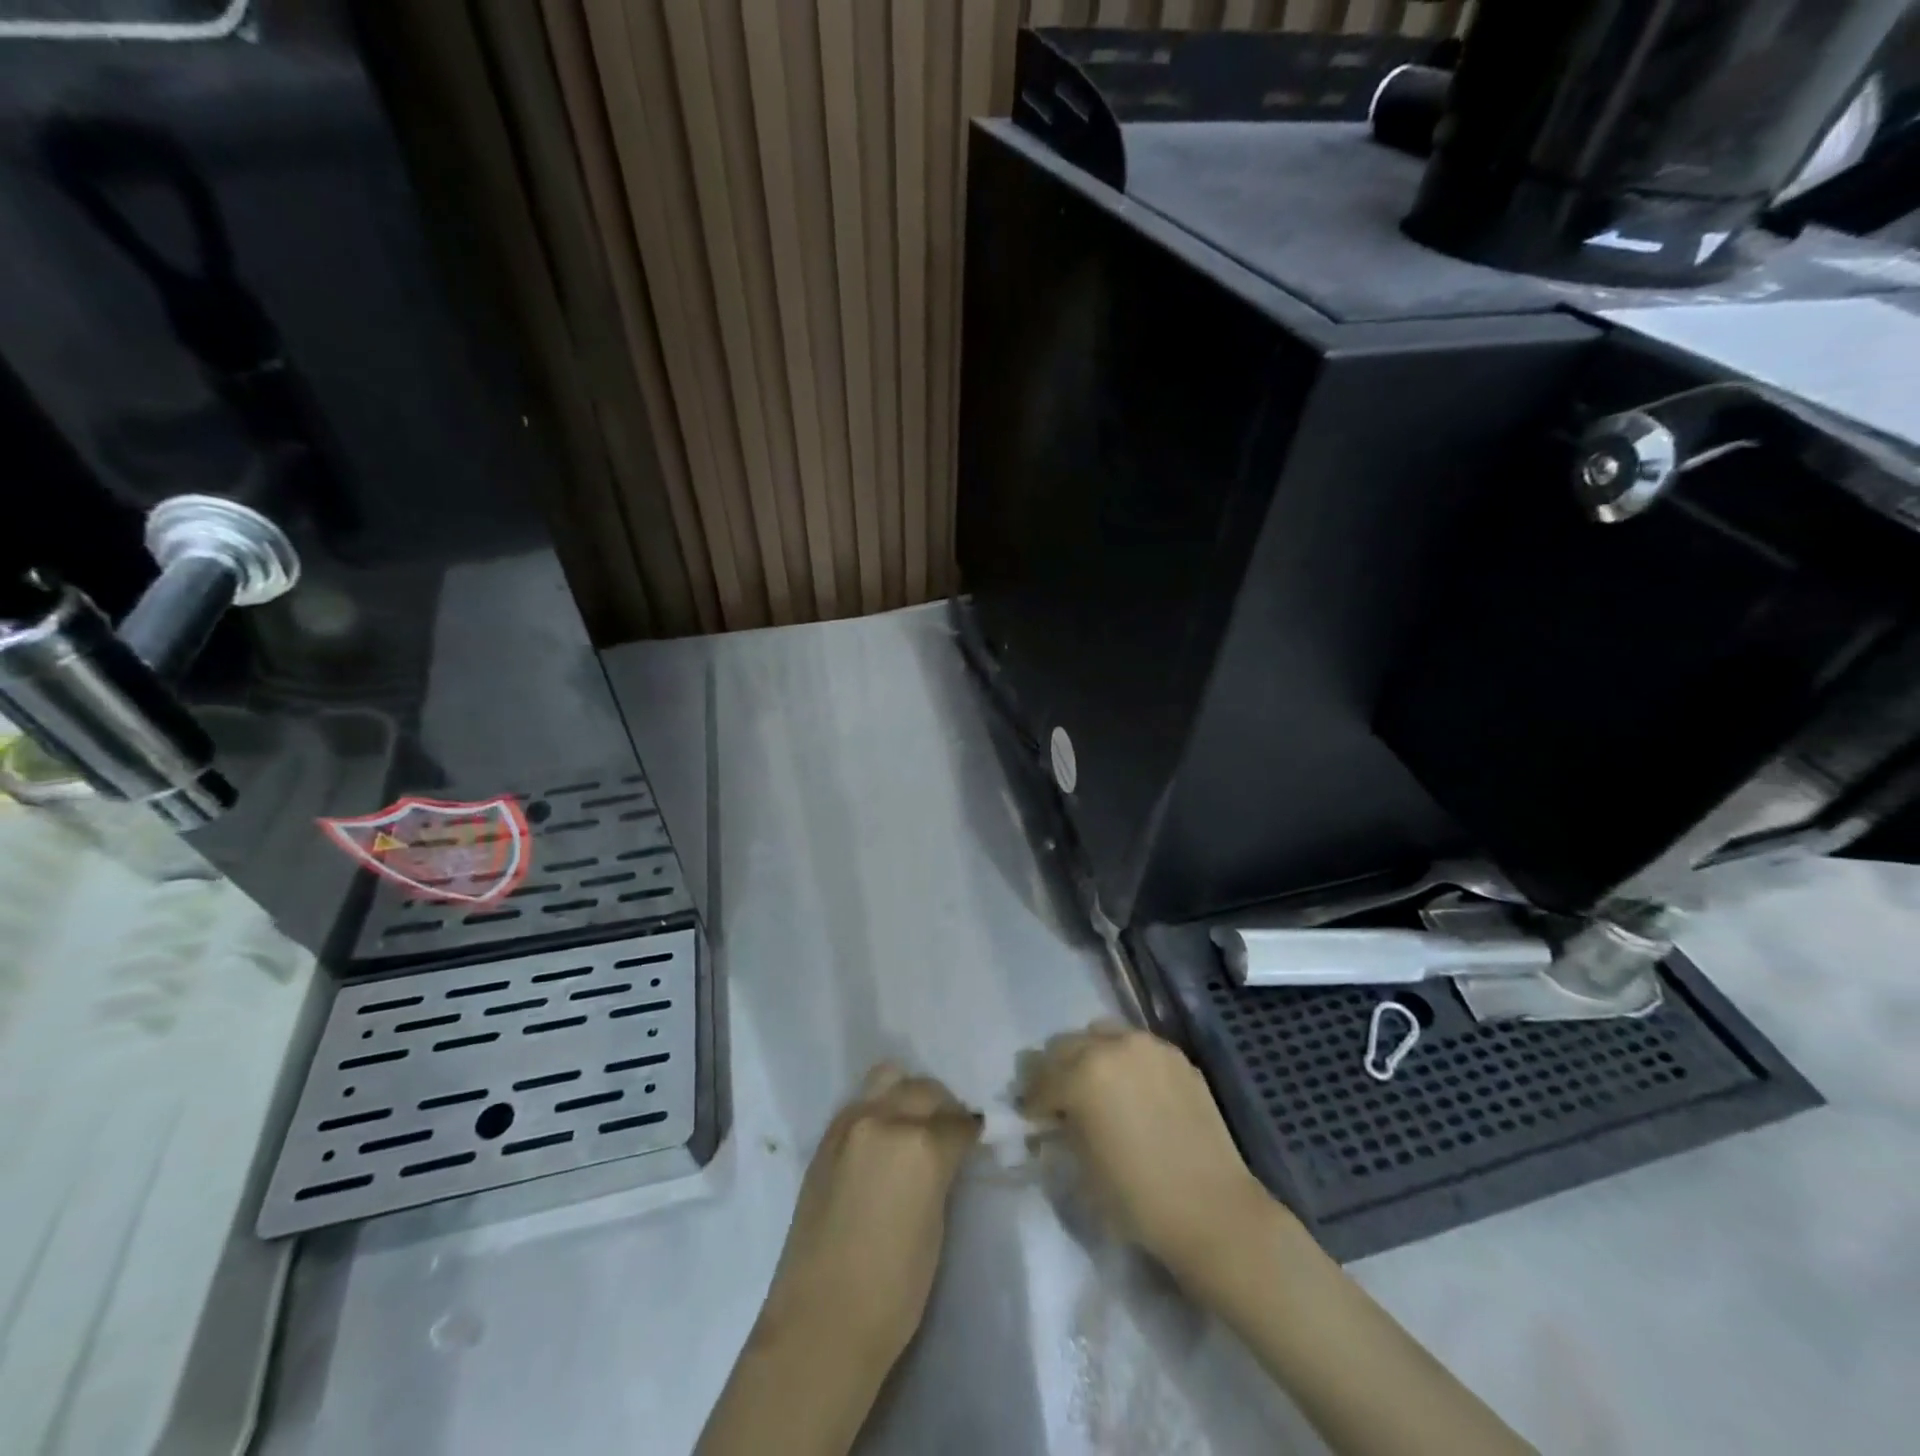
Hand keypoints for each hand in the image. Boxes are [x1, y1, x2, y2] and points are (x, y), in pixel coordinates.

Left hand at [760, 1063, 981, 1362]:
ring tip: (914, 1122)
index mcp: (921, 1144)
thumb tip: (946, 1153)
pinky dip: (878, 1107)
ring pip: (889, 1080)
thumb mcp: (936, 1224)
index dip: (969, 1131)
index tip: (974, 1137)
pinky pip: (861, 1103)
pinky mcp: (826, 1138)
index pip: (957, 1121)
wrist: (821, 1321)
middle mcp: (885, 1119)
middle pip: (923, 1090)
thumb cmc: (893, 1289)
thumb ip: (940, 1173)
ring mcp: (850, 1123)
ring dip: (907, 1094)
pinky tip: (883, 1137)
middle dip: (942, 1105)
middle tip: (949, 1128)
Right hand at [1018, 1022, 1267, 1276]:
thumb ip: (1061, 1130)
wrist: (1212, 1210)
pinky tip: (1131, 1091)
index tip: (1031, 1118)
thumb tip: (1052, 1118)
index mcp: (1081, 1075)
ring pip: (1100, 1034)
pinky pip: (1135, 1045)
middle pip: (1064, 1045)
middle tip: (1058, 1100)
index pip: (1039, 1080)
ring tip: (1096, 1087)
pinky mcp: (1175, 1055)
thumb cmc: (1137, 1198)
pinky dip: (1123, 1060)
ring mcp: (1147, 1046)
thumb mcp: (1081, 1167)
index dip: (1030, 1102)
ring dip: (1088, 1056)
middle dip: (1055, 1071)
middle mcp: (1111, 1046)